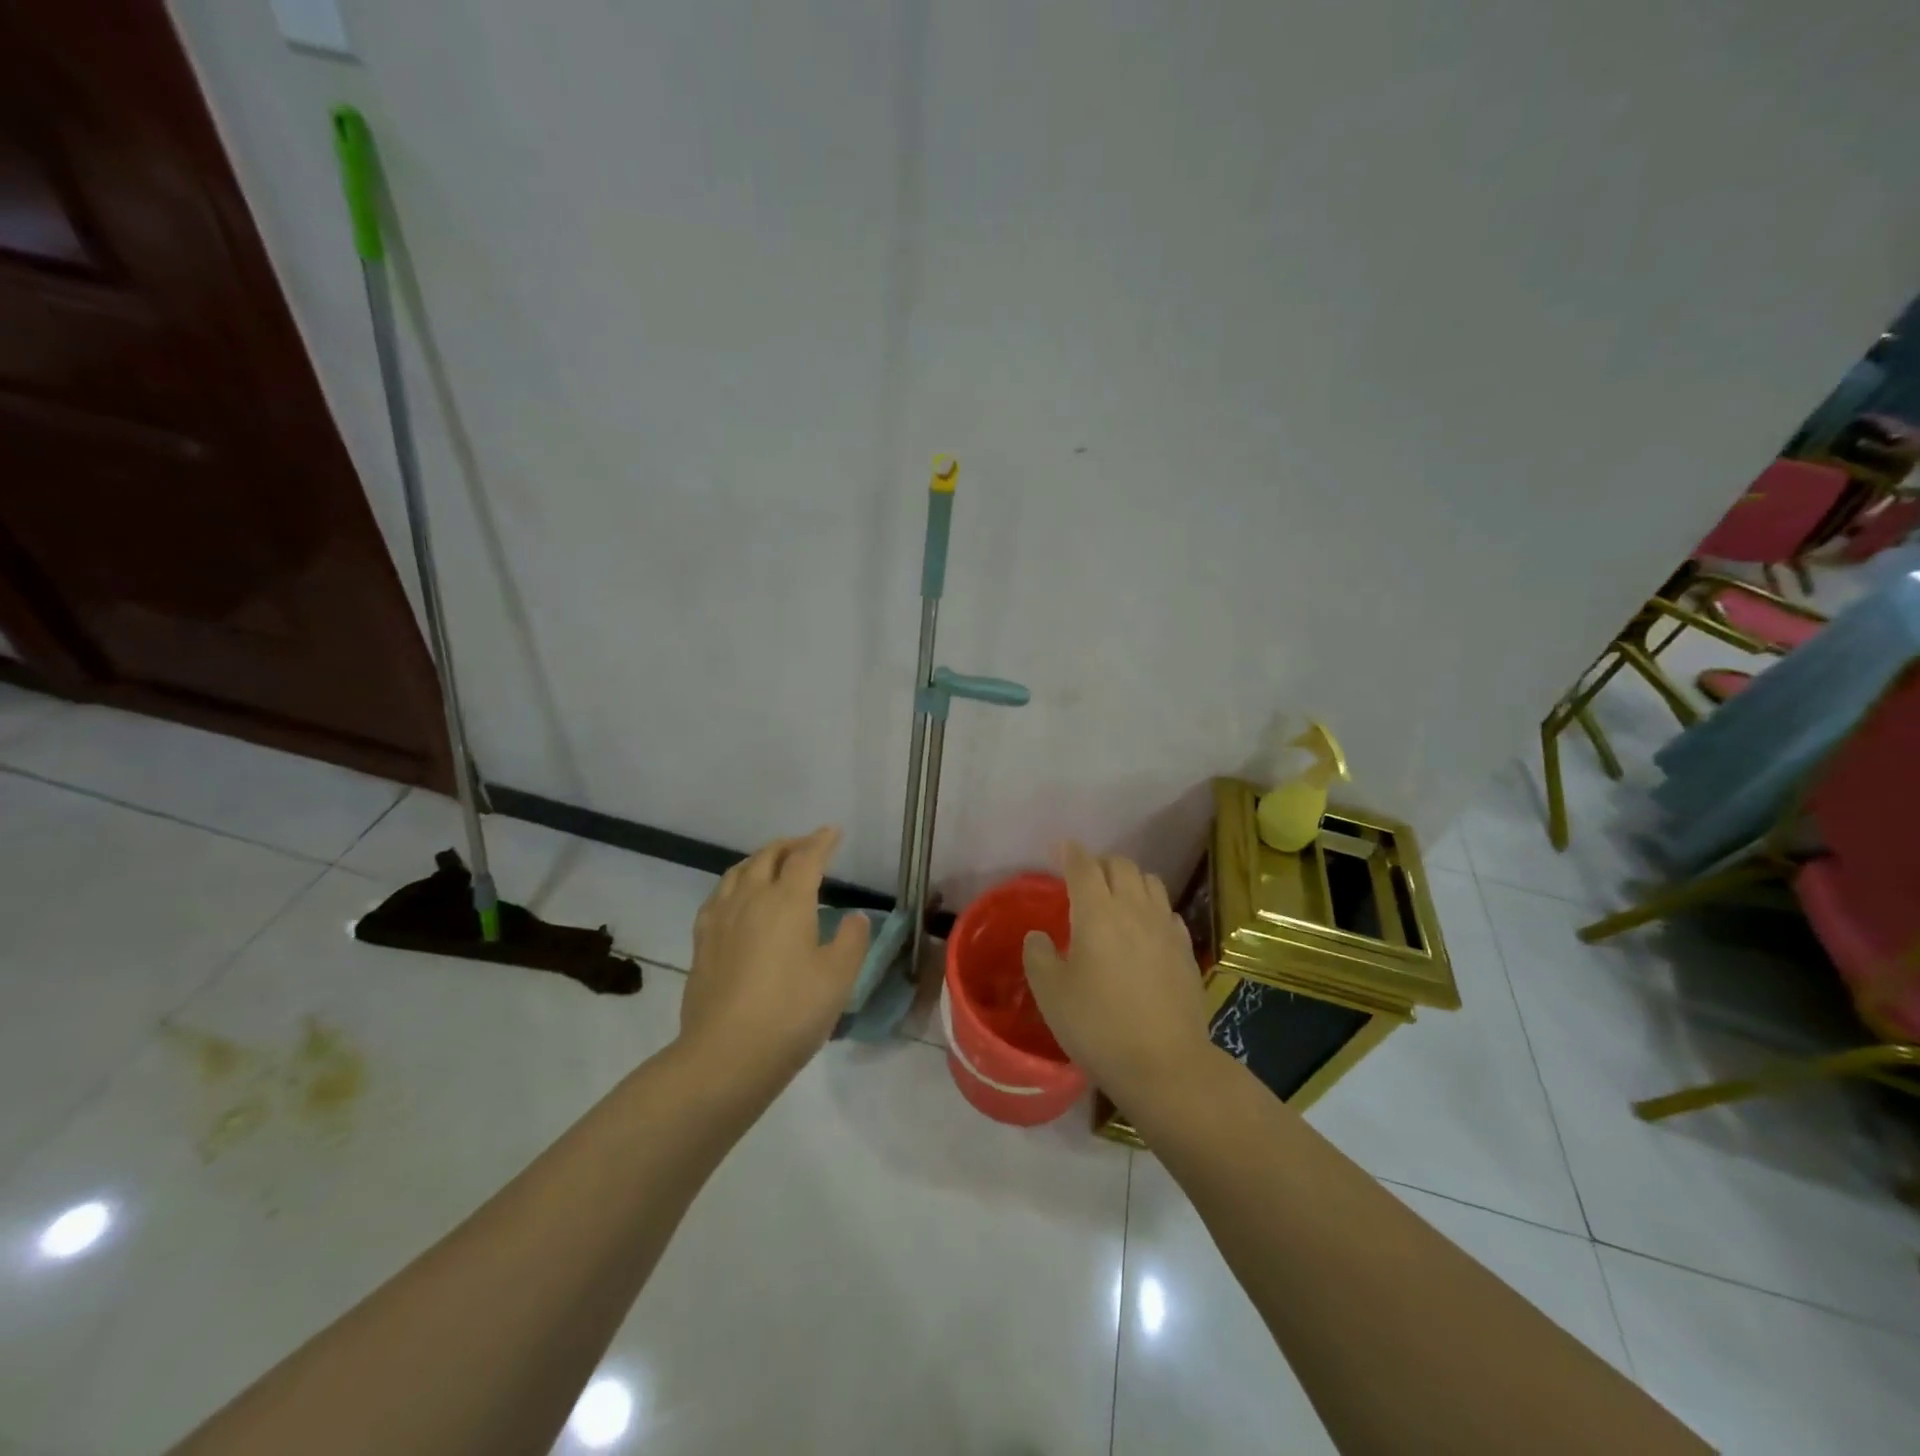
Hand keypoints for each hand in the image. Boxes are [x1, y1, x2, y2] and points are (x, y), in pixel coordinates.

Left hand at [680, 827, 869, 1088]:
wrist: (726, 1055)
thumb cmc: (791, 1013)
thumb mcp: (838, 978)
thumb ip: (852, 940)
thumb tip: (855, 917)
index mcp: (788, 901)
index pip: (806, 858)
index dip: (821, 841)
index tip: (833, 832)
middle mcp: (752, 899)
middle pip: (768, 856)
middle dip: (789, 845)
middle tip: (805, 845)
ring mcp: (721, 919)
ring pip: (738, 871)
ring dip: (759, 859)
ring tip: (771, 863)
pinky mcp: (701, 941)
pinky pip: (718, 895)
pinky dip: (734, 883)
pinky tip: (736, 897)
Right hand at [1021, 841, 1211, 1105]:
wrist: (1164, 1063)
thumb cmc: (1097, 1026)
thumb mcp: (1050, 993)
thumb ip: (1038, 955)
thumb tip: (1039, 936)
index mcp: (1097, 912)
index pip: (1083, 865)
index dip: (1070, 853)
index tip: (1060, 850)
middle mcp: (1134, 908)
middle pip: (1121, 865)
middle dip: (1100, 864)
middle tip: (1084, 879)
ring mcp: (1165, 927)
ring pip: (1149, 882)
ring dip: (1129, 881)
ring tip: (1116, 899)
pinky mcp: (1185, 949)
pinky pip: (1167, 911)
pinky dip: (1151, 908)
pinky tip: (1144, 929)